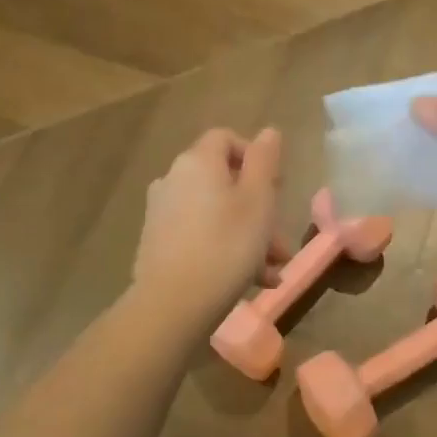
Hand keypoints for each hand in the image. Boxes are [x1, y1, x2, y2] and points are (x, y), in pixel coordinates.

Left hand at [134, 127, 287, 320]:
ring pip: (215, 213)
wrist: (172, 304)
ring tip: (270, 272)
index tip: (276, 186)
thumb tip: (268, 131)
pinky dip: (224, 249)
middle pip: (223, 181)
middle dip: (259, 210)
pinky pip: (199, 235)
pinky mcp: (157, 243)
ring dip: (247, 236)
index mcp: (197, 162)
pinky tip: (247, 281)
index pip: (226, 138)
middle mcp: (173, 179)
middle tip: (280, 244)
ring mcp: (161, 212)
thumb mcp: (258, 200)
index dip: (254, 156)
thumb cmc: (226, 246)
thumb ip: (264, 160)